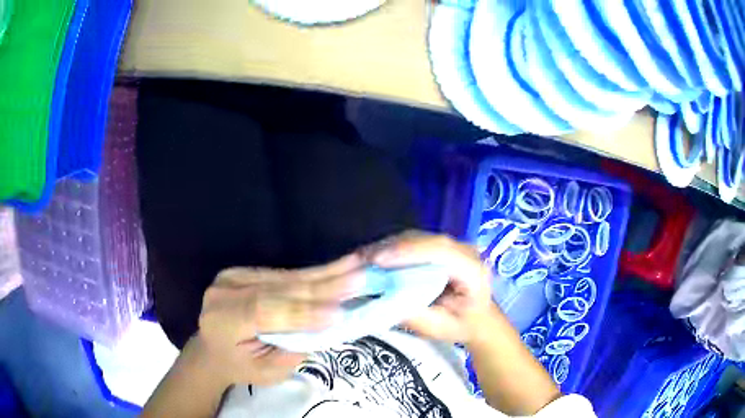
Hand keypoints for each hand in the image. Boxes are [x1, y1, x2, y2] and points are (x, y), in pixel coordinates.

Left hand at [195, 253, 365, 385]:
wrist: (213, 350)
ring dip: (325, 274)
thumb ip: (291, 349)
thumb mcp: (265, 372)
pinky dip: (314, 275)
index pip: (264, 310)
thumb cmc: (239, 367)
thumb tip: (327, 324)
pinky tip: (339, 268)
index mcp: (222, 319)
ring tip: (357, 266)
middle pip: (279, 288)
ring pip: (286, 277)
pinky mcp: (246, 271)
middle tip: (360, 278)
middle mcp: (225, 290)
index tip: (339, 314)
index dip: (302, 312)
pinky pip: (285, 275)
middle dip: (323, 286)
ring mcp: (235, 276)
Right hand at [367, 232, 495, 344]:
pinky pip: (413, 242)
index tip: (378, 260)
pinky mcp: (439, 248)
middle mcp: (464, 250)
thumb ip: (416, 315)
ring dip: (387, 247)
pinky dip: (391, 249)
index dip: (409, 252)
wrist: (479, 318)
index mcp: (473, 270)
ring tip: (360, 258)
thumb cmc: (462, 325)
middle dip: (391, 248)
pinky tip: (372, 258)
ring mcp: (451, 246)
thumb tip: (383, 299)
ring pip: (416, 238)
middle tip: (360, 259)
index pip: (441, 252)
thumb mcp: (439, 328)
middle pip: (425, 240)